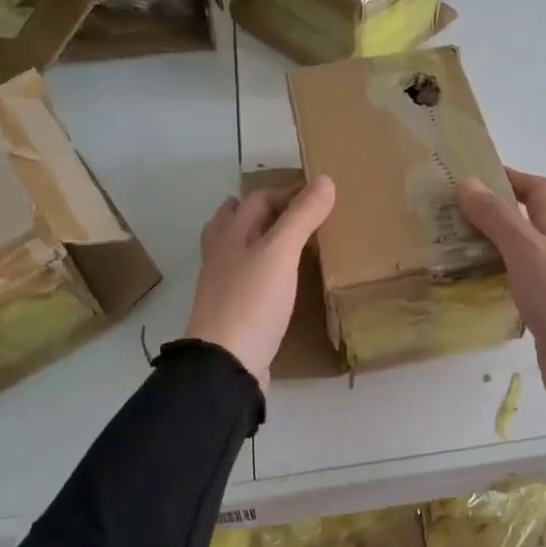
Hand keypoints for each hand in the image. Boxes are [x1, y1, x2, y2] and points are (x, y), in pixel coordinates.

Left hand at [184, 176, 335, 389]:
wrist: (225, 366)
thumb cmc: (251, 302)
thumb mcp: (280, 253)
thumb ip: (301, 217)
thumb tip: (324, 180)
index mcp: (229, 236)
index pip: (256, 199)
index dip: (285, 192)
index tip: (317, 196)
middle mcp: (221, 257)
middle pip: (235, 222)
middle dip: (261, 212)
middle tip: (297, 213)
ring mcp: (223, 288)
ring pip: (238, 252)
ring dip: (258, 241)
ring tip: (287, 243)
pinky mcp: (233, 315)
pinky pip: (247, 282)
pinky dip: (262, 273)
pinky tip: (281, 283)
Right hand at [459, 168, 545, 419]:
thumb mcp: (528, 250)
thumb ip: (498, 218)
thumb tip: (468, 182)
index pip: (538, 191)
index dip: (510, 177)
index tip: (473, 177)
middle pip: (522, 224)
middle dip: (487, 215)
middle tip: (445, 217)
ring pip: (512, 259)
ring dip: (483, 251)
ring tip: (444, 251)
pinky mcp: (539, 318)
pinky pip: (509, 291)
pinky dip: (488, 285)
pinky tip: (463, 291)